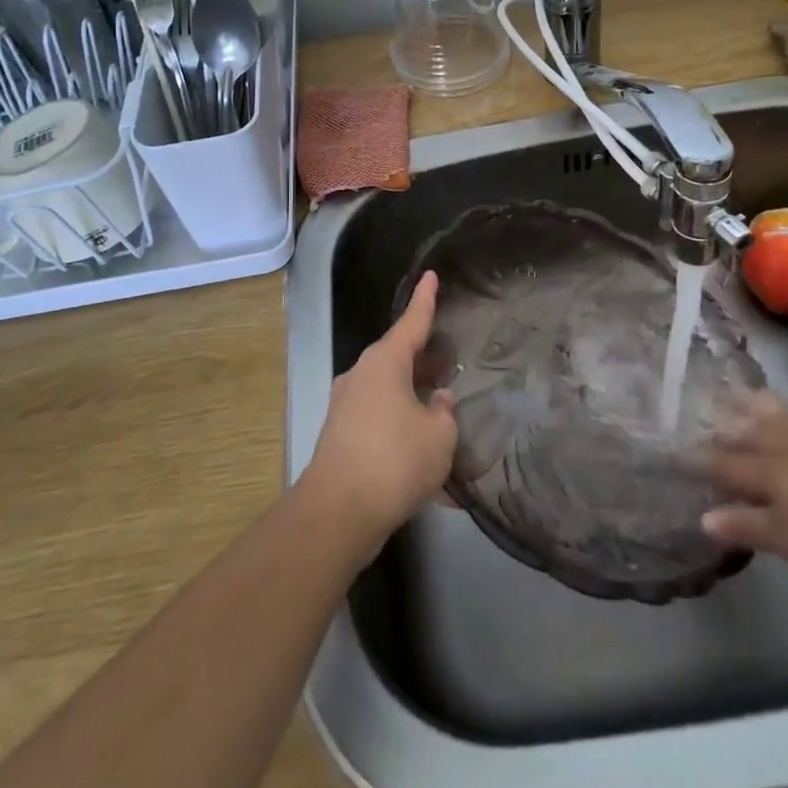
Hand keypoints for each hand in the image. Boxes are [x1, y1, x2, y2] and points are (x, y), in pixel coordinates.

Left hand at [303, 271, 457, 547]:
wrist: (338, 512)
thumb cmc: (395, 461)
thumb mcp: (439, 436)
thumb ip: (443, 413)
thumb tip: (437, 401)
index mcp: (385, 362)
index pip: (412, 322)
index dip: (425, 299)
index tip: (431, 275)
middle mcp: (361, 375)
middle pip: (398, 357)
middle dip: (424, 359)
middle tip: (449, 362)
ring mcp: (346, 406)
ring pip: (388, 390)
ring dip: (413, 397)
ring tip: (441, 411)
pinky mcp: (341, 436)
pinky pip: (379, 420)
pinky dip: (401, 429)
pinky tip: (424, 459)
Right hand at [702, 390, 787, 570]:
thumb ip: (749, 526)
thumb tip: (702, 518)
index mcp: (768, 473)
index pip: (726, 466)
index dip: (702, 461)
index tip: (678, 453)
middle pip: (753, 432)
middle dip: (729, 425)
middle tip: (710, 411)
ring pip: (787, 415)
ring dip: (768, 406)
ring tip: (751, 392)